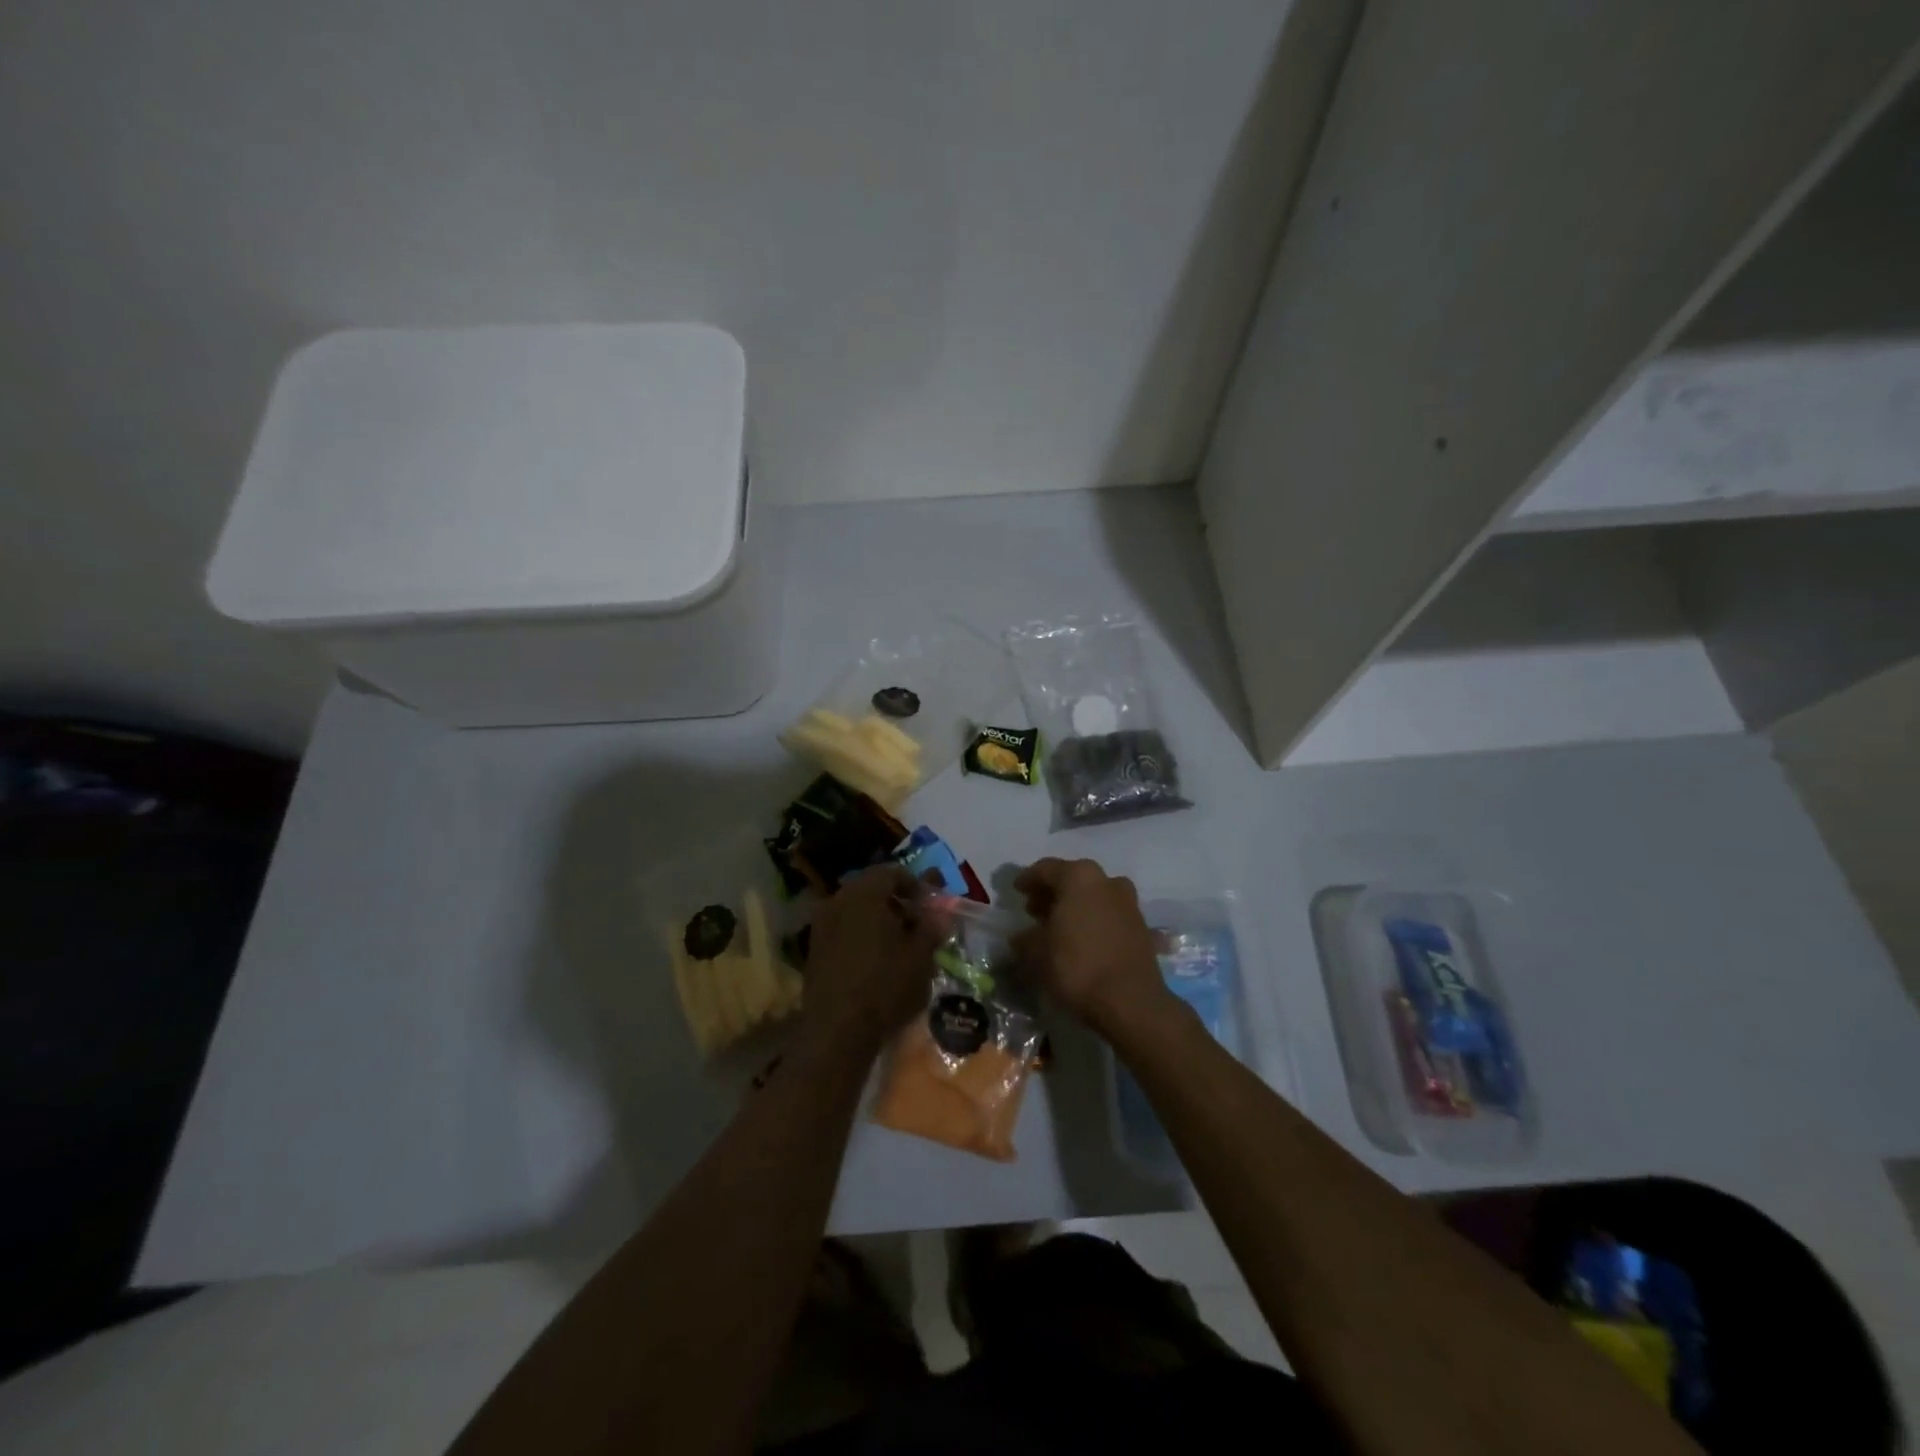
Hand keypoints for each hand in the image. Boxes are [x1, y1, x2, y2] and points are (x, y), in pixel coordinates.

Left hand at [802, 867, 939, 1048]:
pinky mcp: (813, 949)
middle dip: (896, 901)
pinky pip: (843, 928)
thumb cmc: (885, 986)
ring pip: (855, 909)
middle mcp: (838, 900)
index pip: (892, 872)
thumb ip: (931, 929)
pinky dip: (861, 934)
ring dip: (878, 919)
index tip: (929, 905)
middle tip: (917, 923)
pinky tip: (876, 959)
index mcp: (864, 893)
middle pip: (871, 889)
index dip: (915, 885)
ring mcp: (821, 924)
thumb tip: (941, 915)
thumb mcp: (920, 957)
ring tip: (898, 944)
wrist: (836, 1030)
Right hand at [1011, 858, 1172, 1034]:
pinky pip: (1109, 915)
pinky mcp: (1141, 927)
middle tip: (1034, 910)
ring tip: (1057, 927)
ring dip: (1075, 906)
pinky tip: (1081, 940)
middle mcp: (1107, 881)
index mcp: (1079, 877)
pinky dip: (1093, 921)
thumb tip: (1021, 937)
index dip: (1028, 879)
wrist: (1131, 1001)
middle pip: (1073, 880)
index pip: (1047, 869)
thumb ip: (1025, 939)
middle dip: (1052, 893)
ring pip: (1094, 896)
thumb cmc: (1077, 966)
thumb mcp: (1037, 954)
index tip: (1016, 891)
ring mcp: (1128, 903)